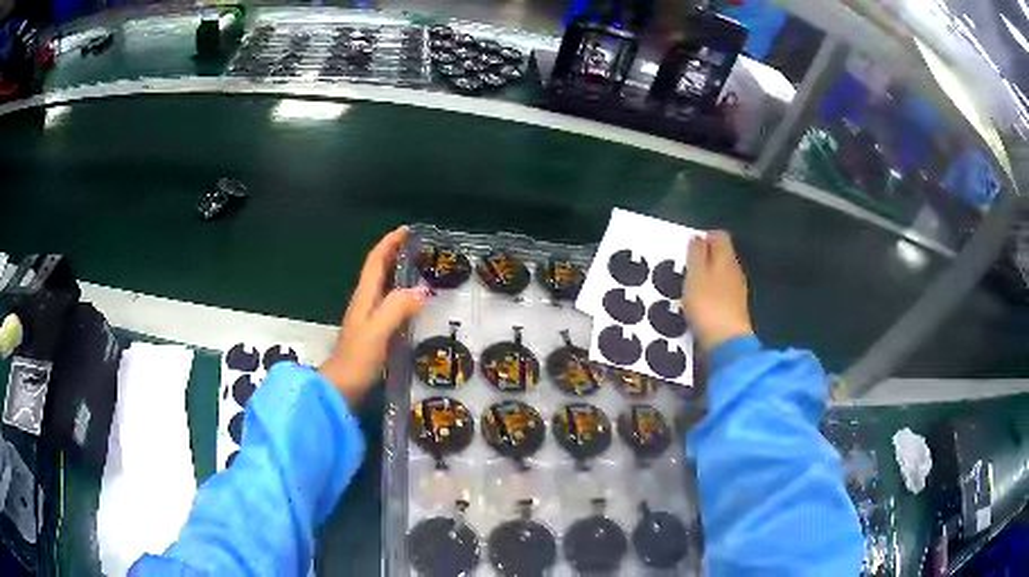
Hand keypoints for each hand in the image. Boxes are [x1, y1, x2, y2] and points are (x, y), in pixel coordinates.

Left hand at [319, 227, 429, 404]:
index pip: (375, 261)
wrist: (340, 390)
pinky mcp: (373, 335)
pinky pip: (390, 307)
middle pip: (379, 271)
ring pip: (384, 288)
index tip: (407, 230)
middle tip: (422, 250)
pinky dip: (402, 298)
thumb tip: (423, 289)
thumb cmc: (356, 360)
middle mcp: (364, 304)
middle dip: (396, 255)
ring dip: (399, 275)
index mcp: (364, 297)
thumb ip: (397, 308)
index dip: (389, 243)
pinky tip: (416, 307)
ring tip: (424, 272)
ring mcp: (368, 320)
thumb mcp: (378, 331)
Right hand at [682, 231, 753, 351]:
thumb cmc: (708, 305)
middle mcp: (736, 271)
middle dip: (706, 257)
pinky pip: (722, 292)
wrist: (726, 343)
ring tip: (690, 287)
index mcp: (727, 259)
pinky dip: (711, 293)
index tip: (689, 248)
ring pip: (722, 274)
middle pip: (722, 255)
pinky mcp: (734, 310)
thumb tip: (698, 237)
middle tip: (687, 268)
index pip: (720, 236)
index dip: (705, 237)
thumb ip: (696, 254)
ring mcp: (738, 291)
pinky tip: (700, 304)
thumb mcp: (695, 275)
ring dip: (707, 276)